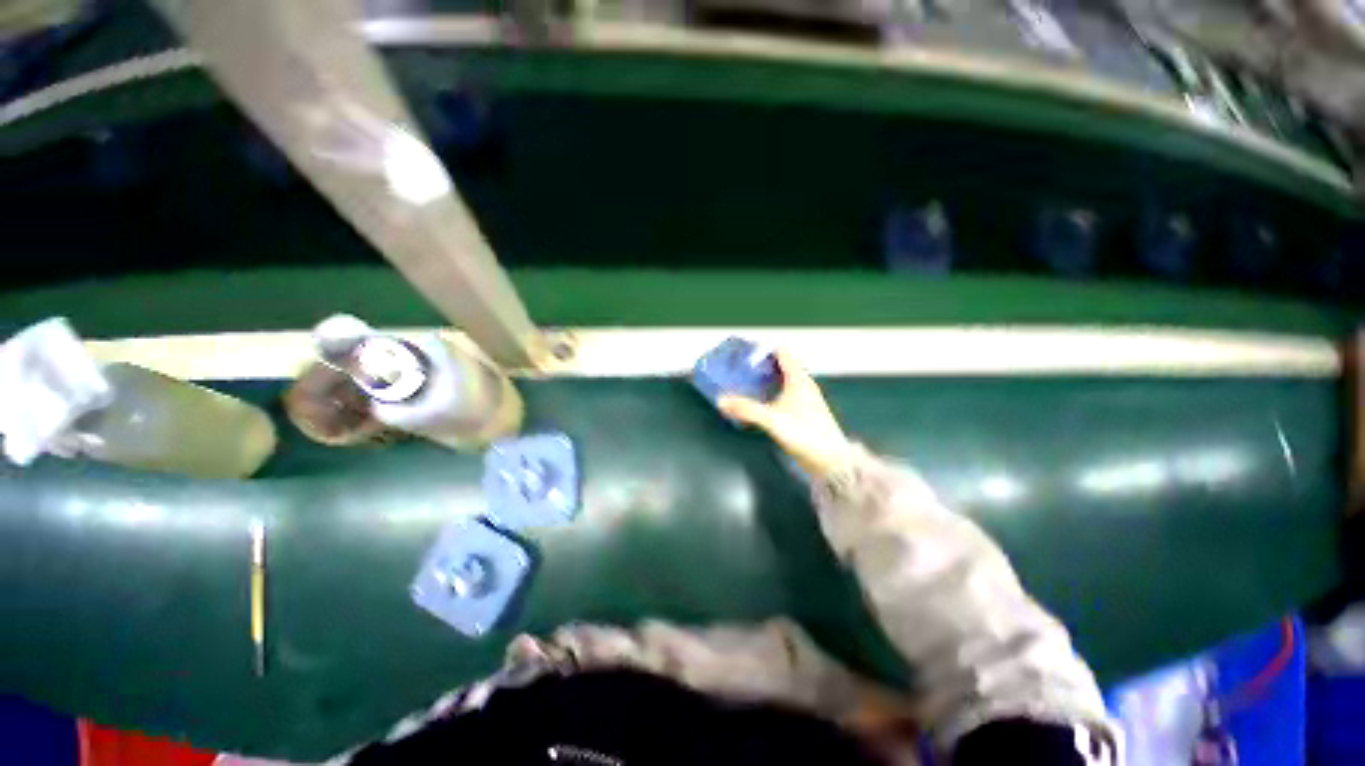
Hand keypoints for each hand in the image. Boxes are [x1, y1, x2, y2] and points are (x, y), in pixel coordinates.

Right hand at [719, 351, 852, 478]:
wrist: (830, 460)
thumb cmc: (806, 434)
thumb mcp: (772, 420)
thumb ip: (746, 409)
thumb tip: (722, 400)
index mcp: (799, 379)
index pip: (782, 353)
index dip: (763, 350)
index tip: (745, 354)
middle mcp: (804, 385)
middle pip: (781, 366)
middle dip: (761, 365)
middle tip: (742, 369)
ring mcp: (805, 399)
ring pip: (784, 381)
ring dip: (767, 380)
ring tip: (747, 384)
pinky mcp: (804, 413)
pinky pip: (785, 394)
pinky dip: (772, 393)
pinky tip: (761, 404)